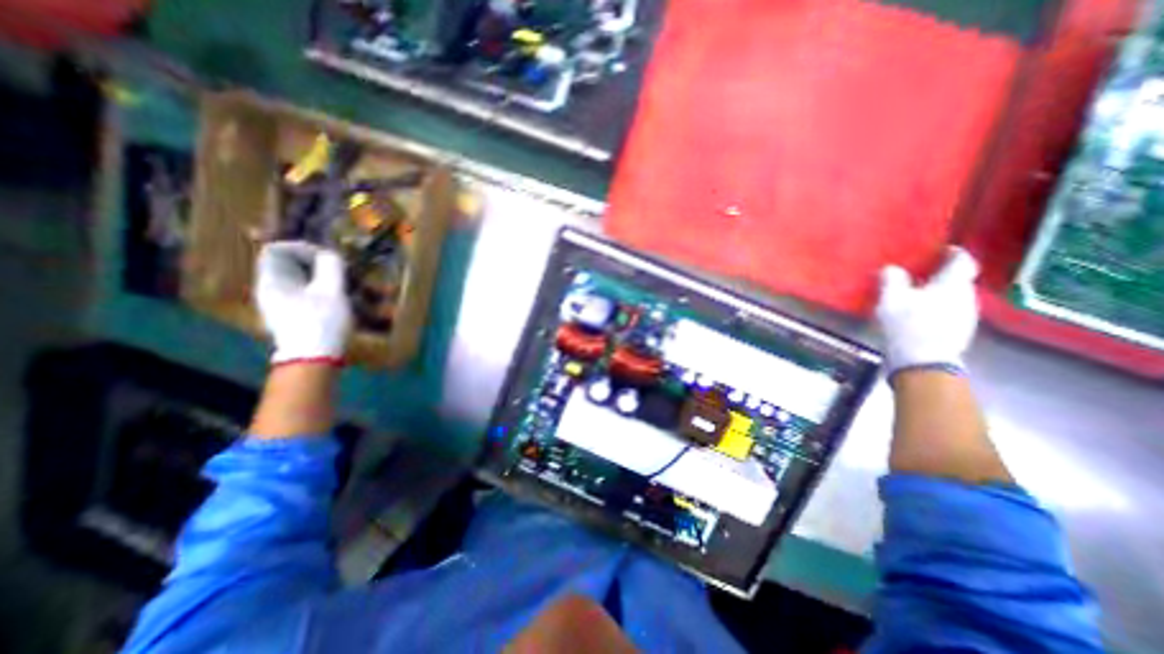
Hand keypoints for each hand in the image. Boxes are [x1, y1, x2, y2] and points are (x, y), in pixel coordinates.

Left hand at [253, 241, 345, 364]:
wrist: (313, 359)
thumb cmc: (322, 322)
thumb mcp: (332, 291)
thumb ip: (331, 267)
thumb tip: (330, 255)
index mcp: (272, 280)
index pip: (276, 249)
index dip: (303, 247)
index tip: (328, 258)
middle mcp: (269, 289)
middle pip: (287, 265)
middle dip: (315, 264)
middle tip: (339, 272)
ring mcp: (278, 304)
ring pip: (297, 280)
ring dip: (320, 278)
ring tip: (343, 286)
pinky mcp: (290, 316)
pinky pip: (301, 293)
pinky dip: (319, 291)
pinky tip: (336, 301)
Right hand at [877, 247, 973, 374]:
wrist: (923, 362)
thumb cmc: (907, 325)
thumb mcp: (891, 299)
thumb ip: (892, 280)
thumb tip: (892, 267)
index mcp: (952, 284)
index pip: (962, 261)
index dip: (953, 253)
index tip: (941, 250)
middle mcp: (966, 296)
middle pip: (958, 279)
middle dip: (941, 274)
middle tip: (920, 273)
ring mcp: (966, 315)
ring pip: (954, 295)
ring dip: (938, 292)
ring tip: (916, 294)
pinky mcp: (959, 331)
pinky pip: (950, 310)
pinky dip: (937, 306)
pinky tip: (921, 313)